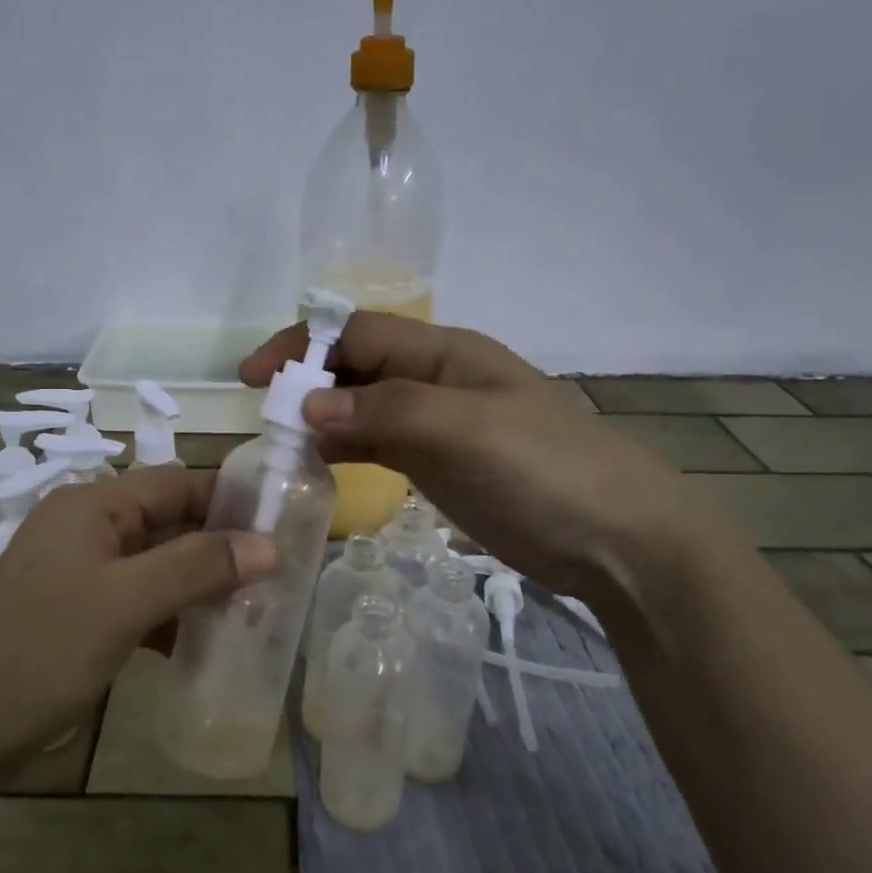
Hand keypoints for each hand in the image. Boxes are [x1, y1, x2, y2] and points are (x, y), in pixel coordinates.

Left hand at [0, 467, 275, 774]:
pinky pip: (138, 598)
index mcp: (92, 505)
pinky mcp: (78, 610)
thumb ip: (197, 567)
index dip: (227, 501)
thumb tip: (268, 545)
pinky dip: (169, 613)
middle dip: (217, 548)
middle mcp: (86, 527)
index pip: (176, 483)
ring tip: (248, 612)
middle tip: (272, 579)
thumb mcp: (125, 603)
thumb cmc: (41, 650)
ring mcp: (80, 571)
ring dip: (197, 583)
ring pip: (156, 563)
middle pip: (167, 521)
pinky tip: (199, 640)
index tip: (279, 531)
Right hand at [240, 313, 742, 616]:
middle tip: (265, 418)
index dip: (304, 345)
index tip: (255, 376)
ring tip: (281, 445)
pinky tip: (318, 464)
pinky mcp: (438, 464)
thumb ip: (387, 410)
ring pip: (362, 407)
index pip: (359, 333)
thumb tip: (309, 405)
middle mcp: (435, 380)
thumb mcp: (467, 428)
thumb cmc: (545, 468)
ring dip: (321, 419)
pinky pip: (378, 444)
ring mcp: (437, 424)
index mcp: (445, 352)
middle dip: (308, 382)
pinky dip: (345, 448)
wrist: (616, 538)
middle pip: (356, 367)